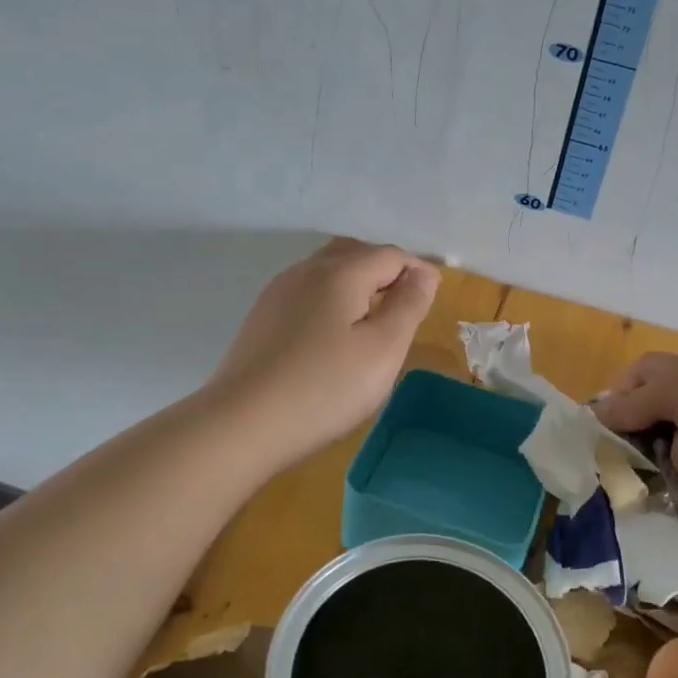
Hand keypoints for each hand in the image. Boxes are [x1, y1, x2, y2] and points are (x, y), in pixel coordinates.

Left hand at [208, 238, 438, 467]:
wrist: (242, 423)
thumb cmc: (325, 388)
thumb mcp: (383, 350)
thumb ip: (408, 306)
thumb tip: (423, 274)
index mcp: (340, 273)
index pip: (390, 255)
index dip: (418, 271)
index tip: (434, 297)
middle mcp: (306, 271)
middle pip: (355, 253)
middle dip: (386, 270)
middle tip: (407, 302)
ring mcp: (279, 293)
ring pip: (328, 271)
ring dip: (358, 283)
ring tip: (374, 316)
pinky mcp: (263, 317)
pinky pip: (308, 292)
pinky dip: (333, 299)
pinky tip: (335, 332)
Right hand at [591, 351, 677, 504]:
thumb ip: (663, 445)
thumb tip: (661, 435)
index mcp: (672, 383)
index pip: (626, 401)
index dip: (606, 417)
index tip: (590, 428)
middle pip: (647, 369)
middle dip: (628, 389)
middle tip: (619, 414)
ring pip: (676, 368)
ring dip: (658, 386)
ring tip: (655, 412)